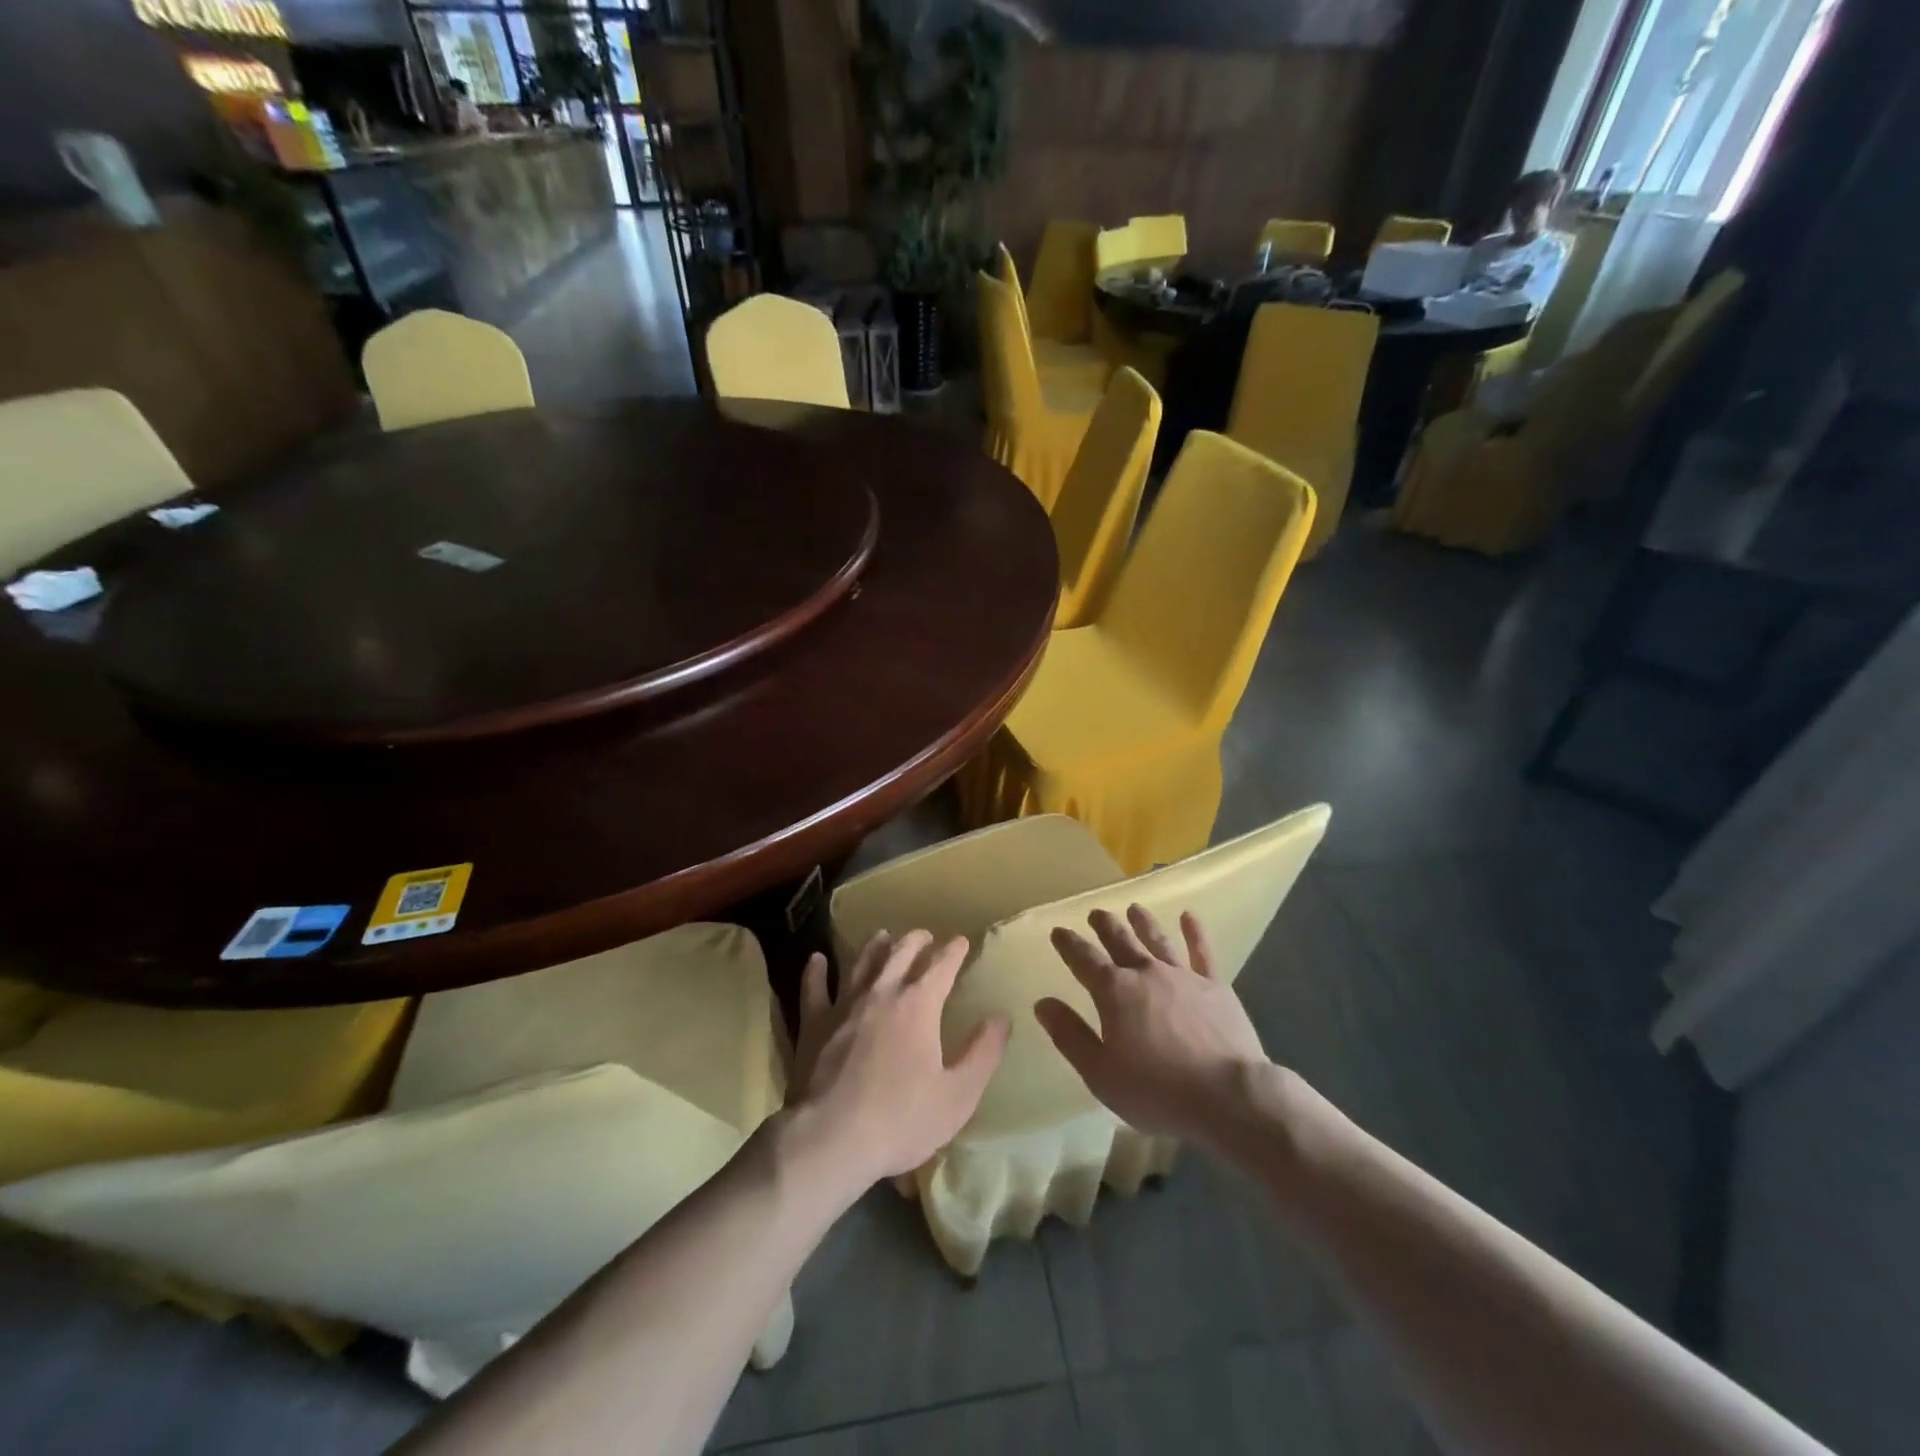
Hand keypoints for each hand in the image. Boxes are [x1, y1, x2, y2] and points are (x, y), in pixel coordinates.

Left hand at [785, 930, 1010, 1194]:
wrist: (830, 1140)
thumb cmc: (901, 1119)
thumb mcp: (958, 1095)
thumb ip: (983, 1053)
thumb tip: (1001, 1018)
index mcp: (918, 1005)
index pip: (941, 966)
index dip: (954, 951)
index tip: (962, 941)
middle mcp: (882, 993)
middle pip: (900, 954)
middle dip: (916, 941)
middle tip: (925, 936)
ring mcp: (844, 1005)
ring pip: (861, 963)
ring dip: (875, 947)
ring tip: (883, 936)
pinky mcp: (814, 1024)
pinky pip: (814, 989)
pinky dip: (816, 972)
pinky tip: (817, 960)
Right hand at [1035, 906, 1268, 1148]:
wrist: (1228, 1096)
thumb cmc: (1157, 1091)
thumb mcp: (1100, 1073)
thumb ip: (1070, 1035)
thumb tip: (1042, 1003)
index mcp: (1114, 992)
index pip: (1084, 960)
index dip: (1069, 944)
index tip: (1059, 931)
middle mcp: (1146, 973)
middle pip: (1120, 941)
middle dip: (1105, 926)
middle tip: (1096, 913)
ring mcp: (1182, 976)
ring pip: (1157, 940)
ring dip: (1143, 922)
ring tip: (1134, 908)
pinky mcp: (1215, 986)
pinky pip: (1202, 952)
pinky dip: (1195, 932)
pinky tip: (1189, 917)